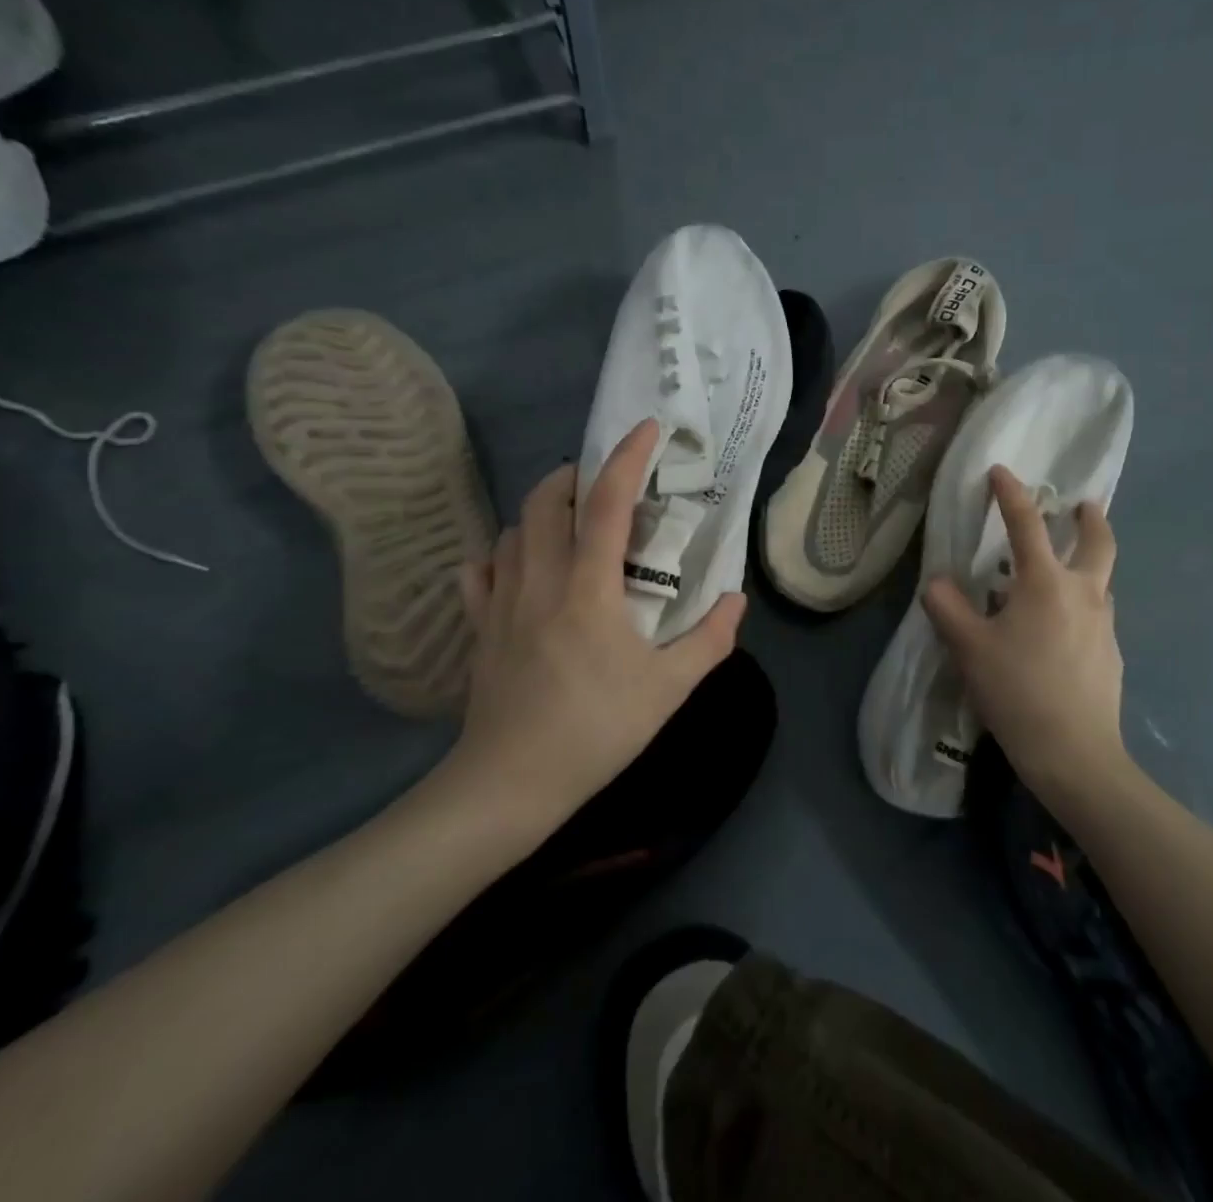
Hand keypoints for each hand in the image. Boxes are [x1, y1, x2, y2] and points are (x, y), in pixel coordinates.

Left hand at [437, 419, 744, 845]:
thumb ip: (709, 640)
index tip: (647, 428)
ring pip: (511, 531)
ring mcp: (500, 602)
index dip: (627, 458)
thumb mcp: (668, 689)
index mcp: (587, 588)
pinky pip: (479, 571)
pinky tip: (517, 566)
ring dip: (540, 512)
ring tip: (569, 523)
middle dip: (573, 476)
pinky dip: (499, 553)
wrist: (510, 784)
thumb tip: (734, 599)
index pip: (605, 504)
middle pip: (543, 502)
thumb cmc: (595, 731)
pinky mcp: (478, 627)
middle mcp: (539, 580)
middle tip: (604, 484)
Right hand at [923, 466, 1128, 802]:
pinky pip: (1097, 616)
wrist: (1076, 755)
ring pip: (1100, 581)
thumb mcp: (969, 648)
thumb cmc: (1018, 691)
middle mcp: (1083, 593)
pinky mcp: (1112, 655)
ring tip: (1061, 577)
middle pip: (1098, 542)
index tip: (1000, 471)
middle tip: (1082, 506)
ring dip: (1087, 565)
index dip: (1010, 494)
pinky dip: (1082, 606)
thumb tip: (938, 583)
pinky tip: (1061, 633)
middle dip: (1090, 519)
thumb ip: (948, 608)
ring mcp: (1104, 625)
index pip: (1026, 524)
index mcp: (1046, 583)